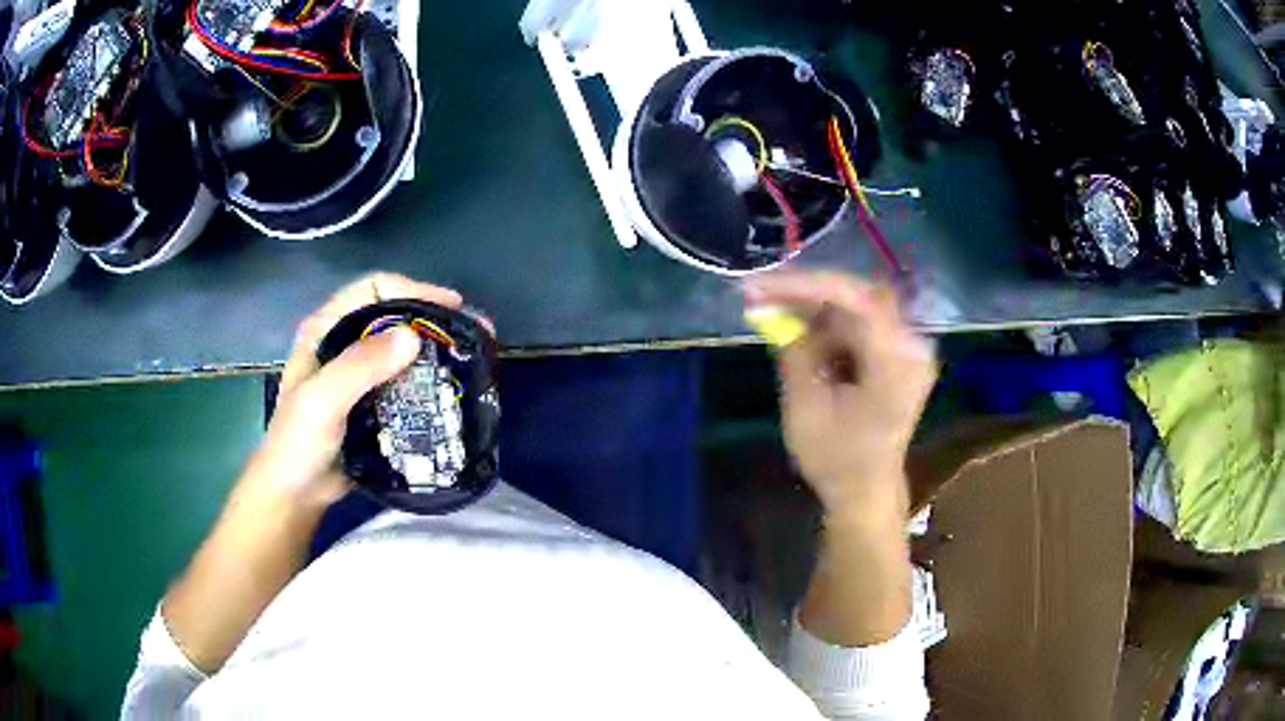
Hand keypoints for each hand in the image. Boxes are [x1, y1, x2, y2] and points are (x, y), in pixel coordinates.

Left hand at [244, 273, 466, 508]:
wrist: (296, 493)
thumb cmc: (298, 443)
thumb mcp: (322, 401)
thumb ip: (360, 367)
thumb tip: (413, 337)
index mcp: (326, 328)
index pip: (373, 289)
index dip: (412, 290)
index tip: (449, 307)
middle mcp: (344, 342)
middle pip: (394, 314)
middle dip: (433, 319)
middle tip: (472, 332)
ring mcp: (359, 373)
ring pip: (402, 348)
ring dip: (435, 350)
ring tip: (470, 358)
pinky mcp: (373, 401)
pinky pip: (405, 380)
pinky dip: (429, 379)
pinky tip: (450, 389)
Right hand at [744, 271, 936, 516]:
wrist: (866, 494)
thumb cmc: (837, 460)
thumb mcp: (806, 407)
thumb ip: (795, 350)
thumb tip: (772, 309)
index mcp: (896, 360)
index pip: (855, 299)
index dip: (804, 286)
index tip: (760, 287)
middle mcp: (911, 346)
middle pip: (858, 298)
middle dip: (807, 296)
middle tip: (761, 297)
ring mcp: (907, 350)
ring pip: (856, 310)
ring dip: (815, 313)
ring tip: (775, 321)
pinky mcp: (896, 357)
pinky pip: (860, 327)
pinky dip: (828, 329)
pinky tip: (801, 338)